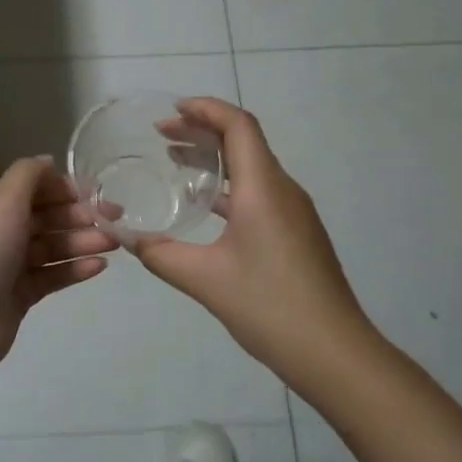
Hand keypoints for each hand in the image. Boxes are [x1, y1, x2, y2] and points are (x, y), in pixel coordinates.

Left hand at [0, 157, 117, 374]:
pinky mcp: (21, 294)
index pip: (35, 188)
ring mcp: (11, 264)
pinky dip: (75, 269)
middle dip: (80, 216)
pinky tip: (99, 267)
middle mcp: (1, 230)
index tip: (98, 193)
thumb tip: (48, 160)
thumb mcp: (4, 199)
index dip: (66, 188)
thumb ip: (29, 174)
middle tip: (115, 219)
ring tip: (114, 244)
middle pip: (47, 217)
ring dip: (83, 241)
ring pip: (53, 247)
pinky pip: (53, 275)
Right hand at [133, 99, 368, 373]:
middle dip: (203, 131)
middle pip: (244, 141)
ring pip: (252, 168)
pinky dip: (229, 186)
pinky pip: (259, 192)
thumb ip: (161, 254)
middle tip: (163, 135)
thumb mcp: (204, 280)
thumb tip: (128, 238)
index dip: (205, 109)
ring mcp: (294, 212)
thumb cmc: (270, 306)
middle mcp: (283, 190)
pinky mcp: (297, 233)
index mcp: (264, 189)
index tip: (172, 111)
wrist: (334, 352)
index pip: (238, 126)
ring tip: (176, 162)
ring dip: (215, 159)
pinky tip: (205, 206)